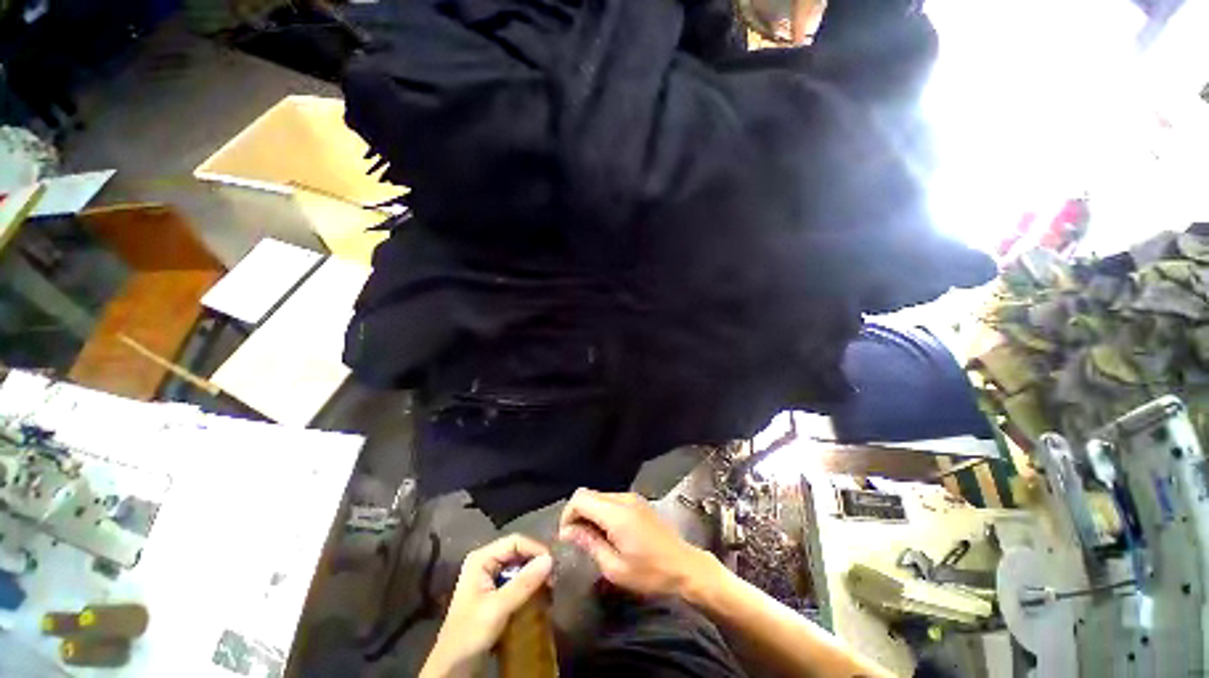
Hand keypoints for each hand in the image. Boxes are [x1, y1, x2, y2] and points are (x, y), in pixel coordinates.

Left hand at [421, 535, 552, 677]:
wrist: (452, 668)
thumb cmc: (470, 634)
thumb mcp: (498, 608)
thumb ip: (524, 583)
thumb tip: (550, 559)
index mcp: (481, 558)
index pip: (515, 542)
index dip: (536, 549)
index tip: (553, 566)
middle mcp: (486, 561)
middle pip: (518, 552)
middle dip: (536, 563)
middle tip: (553, 580)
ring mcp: (489, 576)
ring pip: (519, 566)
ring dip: (535, 576)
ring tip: (549, 588)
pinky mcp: (494, 592)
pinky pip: (516, 580)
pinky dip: (529, 586)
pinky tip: (538, 596)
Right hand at [557, 489, 718, 599]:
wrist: (685, 566)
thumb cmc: (650, 573)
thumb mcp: (615, 567)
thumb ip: (590, 543)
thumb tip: (568, 531)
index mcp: (616, 513)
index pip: (580, 498)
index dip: (568, 514)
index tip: (567, 537)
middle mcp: (623, 498)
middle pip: (588, 494)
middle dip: (577, 514)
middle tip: (577, 540)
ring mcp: (632, 497)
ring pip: (599, 496)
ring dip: (590, 513)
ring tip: (593, 539)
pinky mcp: (638, 501)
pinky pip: (611, 500)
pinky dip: (602, 512)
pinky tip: (608, 533)